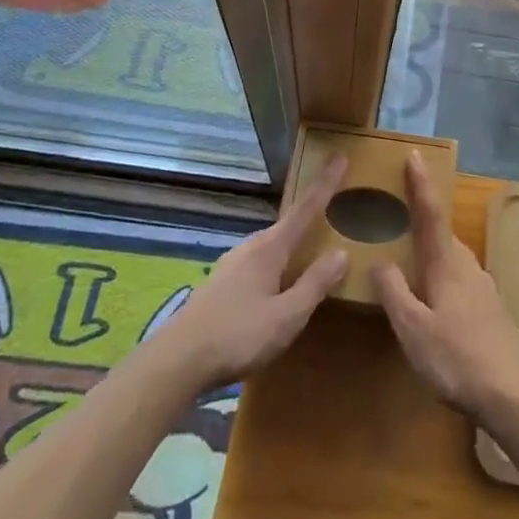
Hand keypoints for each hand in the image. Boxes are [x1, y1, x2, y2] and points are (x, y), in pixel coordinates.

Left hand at [153, 155, 349, 387]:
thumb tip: (341, 252)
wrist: (177, 361)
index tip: (340, 157)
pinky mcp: (220, 283)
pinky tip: (277, 286)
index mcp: (270, 248)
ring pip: (271, 246)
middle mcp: (250, 246)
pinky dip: (275, 265)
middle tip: (333, 211)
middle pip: (287, 225)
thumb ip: (315, 284)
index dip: (325, 183)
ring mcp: (232, 263)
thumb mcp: (287, 316)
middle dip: (310, 217)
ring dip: (292, 245)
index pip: (305, 208)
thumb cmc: (238, 335)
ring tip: (309, 253)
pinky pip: (258, 263)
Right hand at [373, 151, 518, 423]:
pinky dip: (442, 274)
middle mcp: (467, 267)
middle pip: (442, 233)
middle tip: (399, 208)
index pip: (431, 214)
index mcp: (447, 264)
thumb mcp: (414, 330)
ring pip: (452, 258)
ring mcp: (483, 289)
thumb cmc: (459, 359)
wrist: (517, 395)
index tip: (414, 154)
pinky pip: (459, 279)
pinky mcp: (491, 311)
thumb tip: (380, 261)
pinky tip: (434, 297)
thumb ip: (395, 294)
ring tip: (411, 253)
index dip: (420, 184)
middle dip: (423, 217)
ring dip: (432, 249)